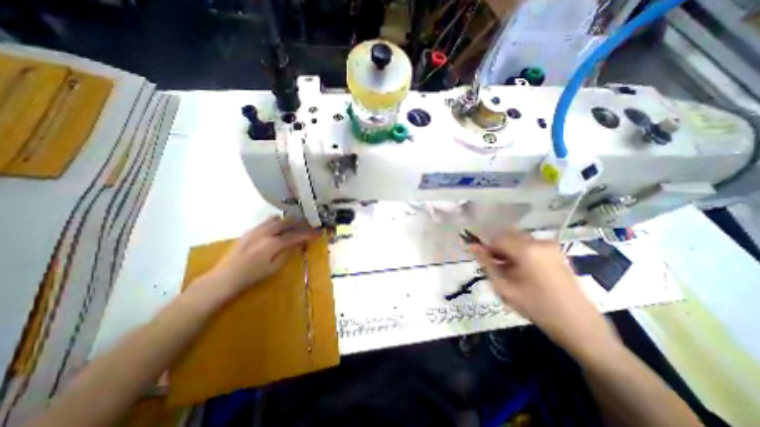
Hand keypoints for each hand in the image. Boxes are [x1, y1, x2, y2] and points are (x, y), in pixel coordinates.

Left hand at [207, 217, 317, 293]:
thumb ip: (287, 253)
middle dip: (300, 223)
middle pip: (287, 222)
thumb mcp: (274, 268)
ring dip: (287, 221)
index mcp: (273, 243)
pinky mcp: (249, 231)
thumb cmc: (252, 276)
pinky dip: (276, 223)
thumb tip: (297, 243)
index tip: (317, 234)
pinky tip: (278, 229)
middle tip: (308, 226)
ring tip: (294, 226)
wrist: (225, 277)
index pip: (296, 235)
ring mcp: (256, 230)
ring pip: (276, 219)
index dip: (308, 234)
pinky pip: (266, 222)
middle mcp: (266, 232)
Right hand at [473, 231, 618, 356]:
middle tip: (494, 267)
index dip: (486, 248)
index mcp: (527, 249)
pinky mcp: (557, 253)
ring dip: (508, 252)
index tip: (482, 260)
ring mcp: (551, 246)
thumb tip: (474, 249)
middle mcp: (539, 242)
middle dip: (498, 250)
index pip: (496, 239)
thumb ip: (487, 265)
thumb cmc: (537, 308)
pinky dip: (520, 254)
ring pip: (518, 241)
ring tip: (508, 272)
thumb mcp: (505, 288)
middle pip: (508, 237)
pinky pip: (530, 246)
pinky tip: (521, 271)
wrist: (580, 326)